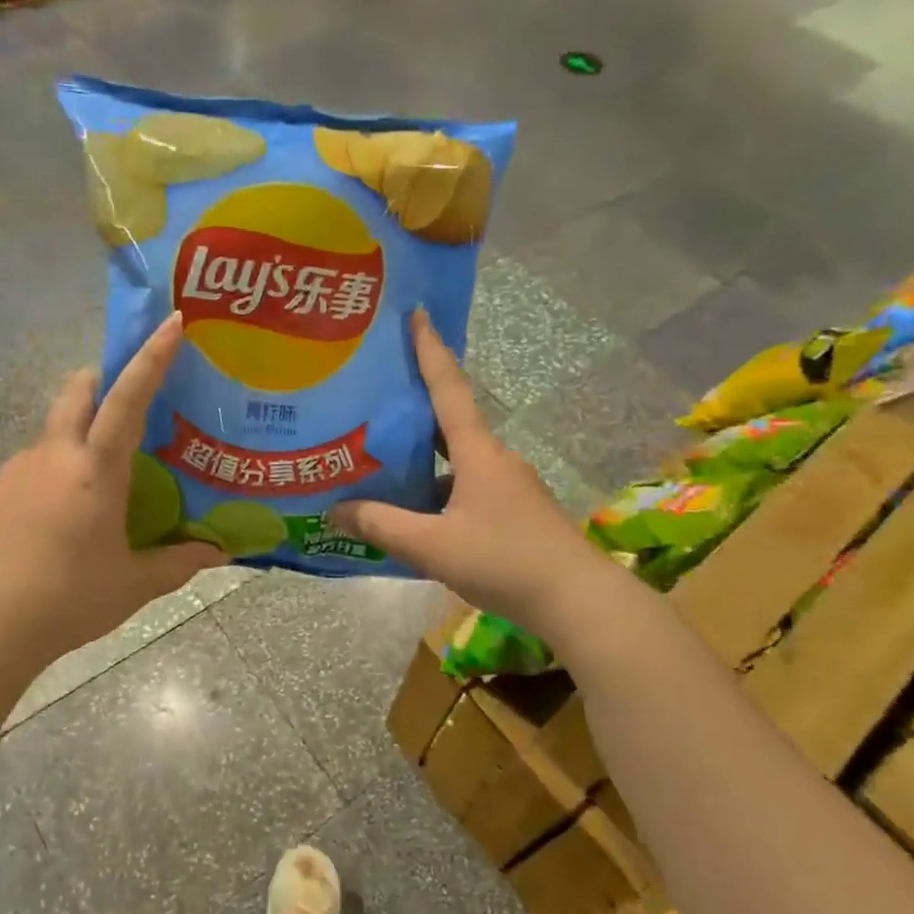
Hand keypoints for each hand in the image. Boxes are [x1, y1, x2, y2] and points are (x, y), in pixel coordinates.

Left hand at [0, 312, 226, 661]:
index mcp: (94, 469)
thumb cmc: (67, 599)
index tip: (171, 323)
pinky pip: (40, 457)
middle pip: (77, 390)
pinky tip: (75, 505)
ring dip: (83, 424)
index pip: (127, 398)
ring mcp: (20, 470)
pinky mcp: (1, 492)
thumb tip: (219, 554)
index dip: (152, 358)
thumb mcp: (134, 583)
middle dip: (104, 377)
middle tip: (134, 394)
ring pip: (56, 425)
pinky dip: (63, 460)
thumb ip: (179, 562)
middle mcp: (55, 455)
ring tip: (109, 467)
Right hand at [330, 310, 597, 635]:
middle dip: (415, 405)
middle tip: (375, 392)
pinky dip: (438, 488)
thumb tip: (335, 510)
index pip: (448, 388)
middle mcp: (495, 458)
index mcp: (477, 452)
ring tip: (381, 457)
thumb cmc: (504, 561)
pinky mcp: (514, 510)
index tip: (417, 313)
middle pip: (449, 420)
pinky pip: (466, 486)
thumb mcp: (433, 547)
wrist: (578, 601)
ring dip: (423, 455)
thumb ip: (382, 526)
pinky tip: (415, 510)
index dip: (430, 349)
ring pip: (456, 459)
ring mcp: (508, 485)